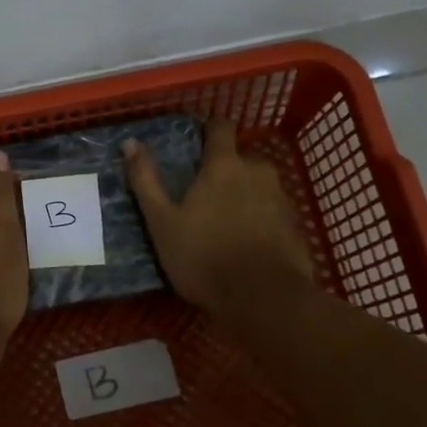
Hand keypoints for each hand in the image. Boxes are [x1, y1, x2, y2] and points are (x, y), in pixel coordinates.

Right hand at [125, 119, 314, 316]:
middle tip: (202, 191)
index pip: (221, 127)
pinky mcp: (295, 225)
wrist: (265, 299)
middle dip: (224, 168)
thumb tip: (130, 142)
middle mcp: (258, 171)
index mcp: (224, 165)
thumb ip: (146, 180)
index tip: (195, 139)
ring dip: (243, 193)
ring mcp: (282, 198)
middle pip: (240, 157)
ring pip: (258, 184)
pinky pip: (272, 210)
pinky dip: (259, 217)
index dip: (208, 128)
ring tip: (223, 220)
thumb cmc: (204, 256)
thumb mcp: (162, 221)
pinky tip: (245, 241)